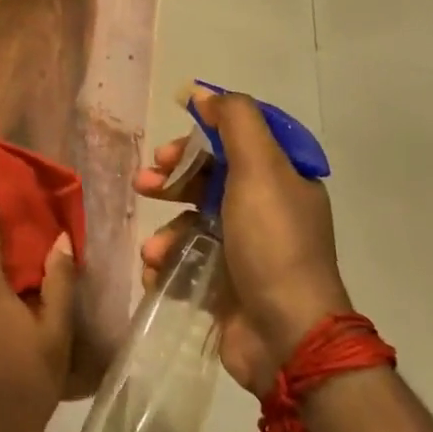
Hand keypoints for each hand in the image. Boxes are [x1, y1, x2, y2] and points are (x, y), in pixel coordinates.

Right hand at [137, 87, 348, 394]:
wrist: (288, 337)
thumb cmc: (272, 242)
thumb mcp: (259, 167)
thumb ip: (235, 120)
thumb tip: (205, 94)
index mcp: (282, 179)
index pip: (235, 142)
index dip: (199, 137)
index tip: (170, 146)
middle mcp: (266, 210)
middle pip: (209, 179)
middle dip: (172, 179)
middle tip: (145, 183)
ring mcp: (247, 251)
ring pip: (193, 222)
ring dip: (166, 229)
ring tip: (154, 249)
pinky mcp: (228, 287)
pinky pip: (188, 261)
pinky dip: (168, 263)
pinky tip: (157, 270)